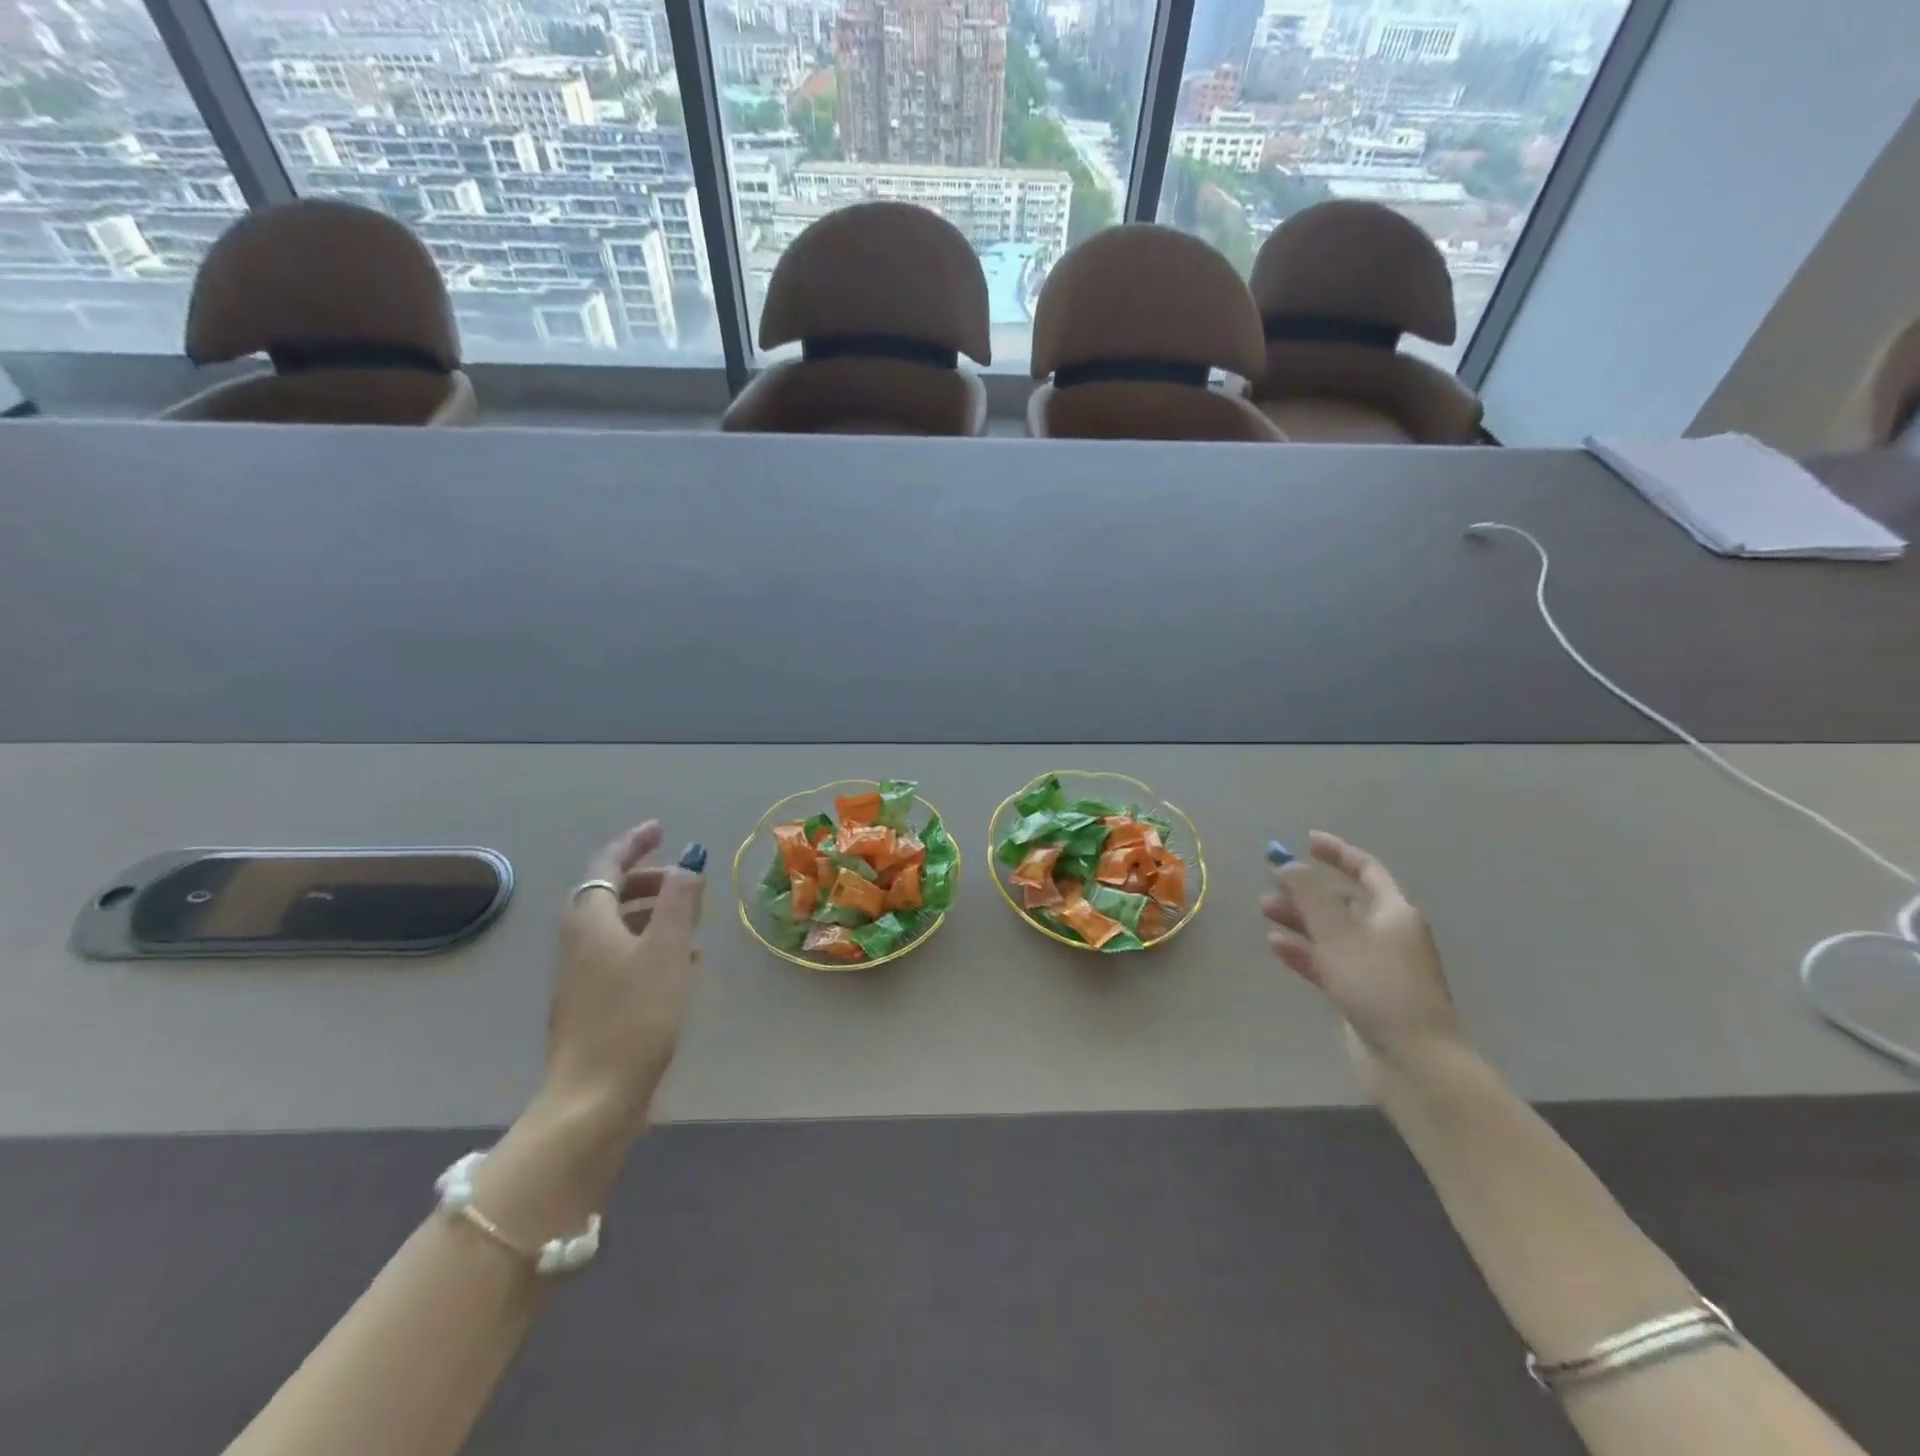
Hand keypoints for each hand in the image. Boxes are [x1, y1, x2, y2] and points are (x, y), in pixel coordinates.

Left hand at [545, 821, 704, 1133]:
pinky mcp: (589, 1003)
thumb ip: (681, 901)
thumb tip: (689, 863)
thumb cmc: (634, 1015)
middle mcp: (578, 942)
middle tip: (687, 881)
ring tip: (693, 923)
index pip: (606, 865)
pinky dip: (649, 944)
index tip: (661, 829)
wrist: (593, 1098)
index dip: (633, 843)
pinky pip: (620, 954)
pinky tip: (681, 965)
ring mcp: (580, 975)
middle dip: (649, 879)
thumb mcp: (668, 950)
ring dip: (653, 913)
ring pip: (617, 926)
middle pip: (609, 894)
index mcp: (590, 920)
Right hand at [1261, 832, 1467, 1088]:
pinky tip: (1277, 946)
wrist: (1413, 1060)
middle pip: (1344, 901)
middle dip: (1307, 890)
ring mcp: (1374, 966)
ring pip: (1331, 932)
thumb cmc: (1378, 985)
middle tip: (1271, 882)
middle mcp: (1387, 934)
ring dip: (1300, 919)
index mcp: (1394, 912)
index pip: (1366, 870)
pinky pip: (1328, 962)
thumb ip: (1309, 894)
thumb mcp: (1337, 932)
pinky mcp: (1361, 994)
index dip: (1337, 853)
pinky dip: (1304, 951)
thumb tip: (1288, 863)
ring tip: (1265, 911)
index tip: (1306, 840)